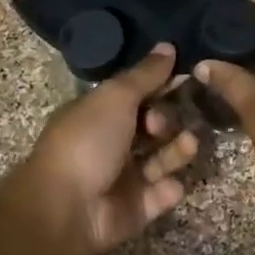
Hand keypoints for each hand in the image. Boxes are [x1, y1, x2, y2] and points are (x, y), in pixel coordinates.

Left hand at [10, 45, 199, 254]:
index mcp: (98, 114)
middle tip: (161, 124)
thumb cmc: (87, 142)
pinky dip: (168, 189)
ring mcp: (123, 178)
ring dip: (177, 150)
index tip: (187, 78)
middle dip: (167, 120)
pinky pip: (160, 194)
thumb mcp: (115, 98)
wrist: (66, 208)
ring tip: (188, 144)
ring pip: (161, 159)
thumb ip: (145, 75)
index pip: (136, 95)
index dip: (160, 87)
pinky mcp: (135, 209)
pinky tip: (170, 184)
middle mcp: (110, 143)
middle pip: (152, 127)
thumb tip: (167, 45)